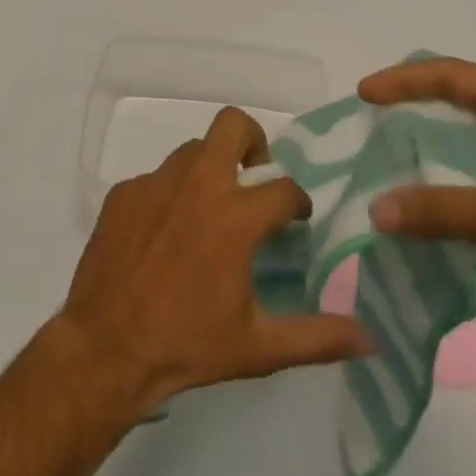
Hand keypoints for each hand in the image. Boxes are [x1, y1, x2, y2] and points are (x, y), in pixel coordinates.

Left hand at [55, 107, 372, 415]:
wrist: (104, 350)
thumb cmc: (186, 346)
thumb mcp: (258, 348)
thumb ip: (317, 338)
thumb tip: (371, 340)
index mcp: (236, 216)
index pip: (285, 188)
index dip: (298, 202)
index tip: (296, 218)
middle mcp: (199, 184)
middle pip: (233, 124)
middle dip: (252, 141)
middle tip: (252, 177)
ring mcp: (156, 183)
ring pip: (193, 151)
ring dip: (210, 171)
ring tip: (207, 213)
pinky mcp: (123, 192)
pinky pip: (156, 179)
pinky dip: (169, 196)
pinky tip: (163, 235)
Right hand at [361, 58, 475, 347]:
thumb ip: (437, 209)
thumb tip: (374, 212)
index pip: (450, 76)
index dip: (404, 80)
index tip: (364, 94)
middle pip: (453, 102)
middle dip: (410, 111)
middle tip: (368, 124)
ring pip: (461, 143)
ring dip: (425, 153)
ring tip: (382, 163)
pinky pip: (471, 178)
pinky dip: (443, 187)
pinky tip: (417, 206)